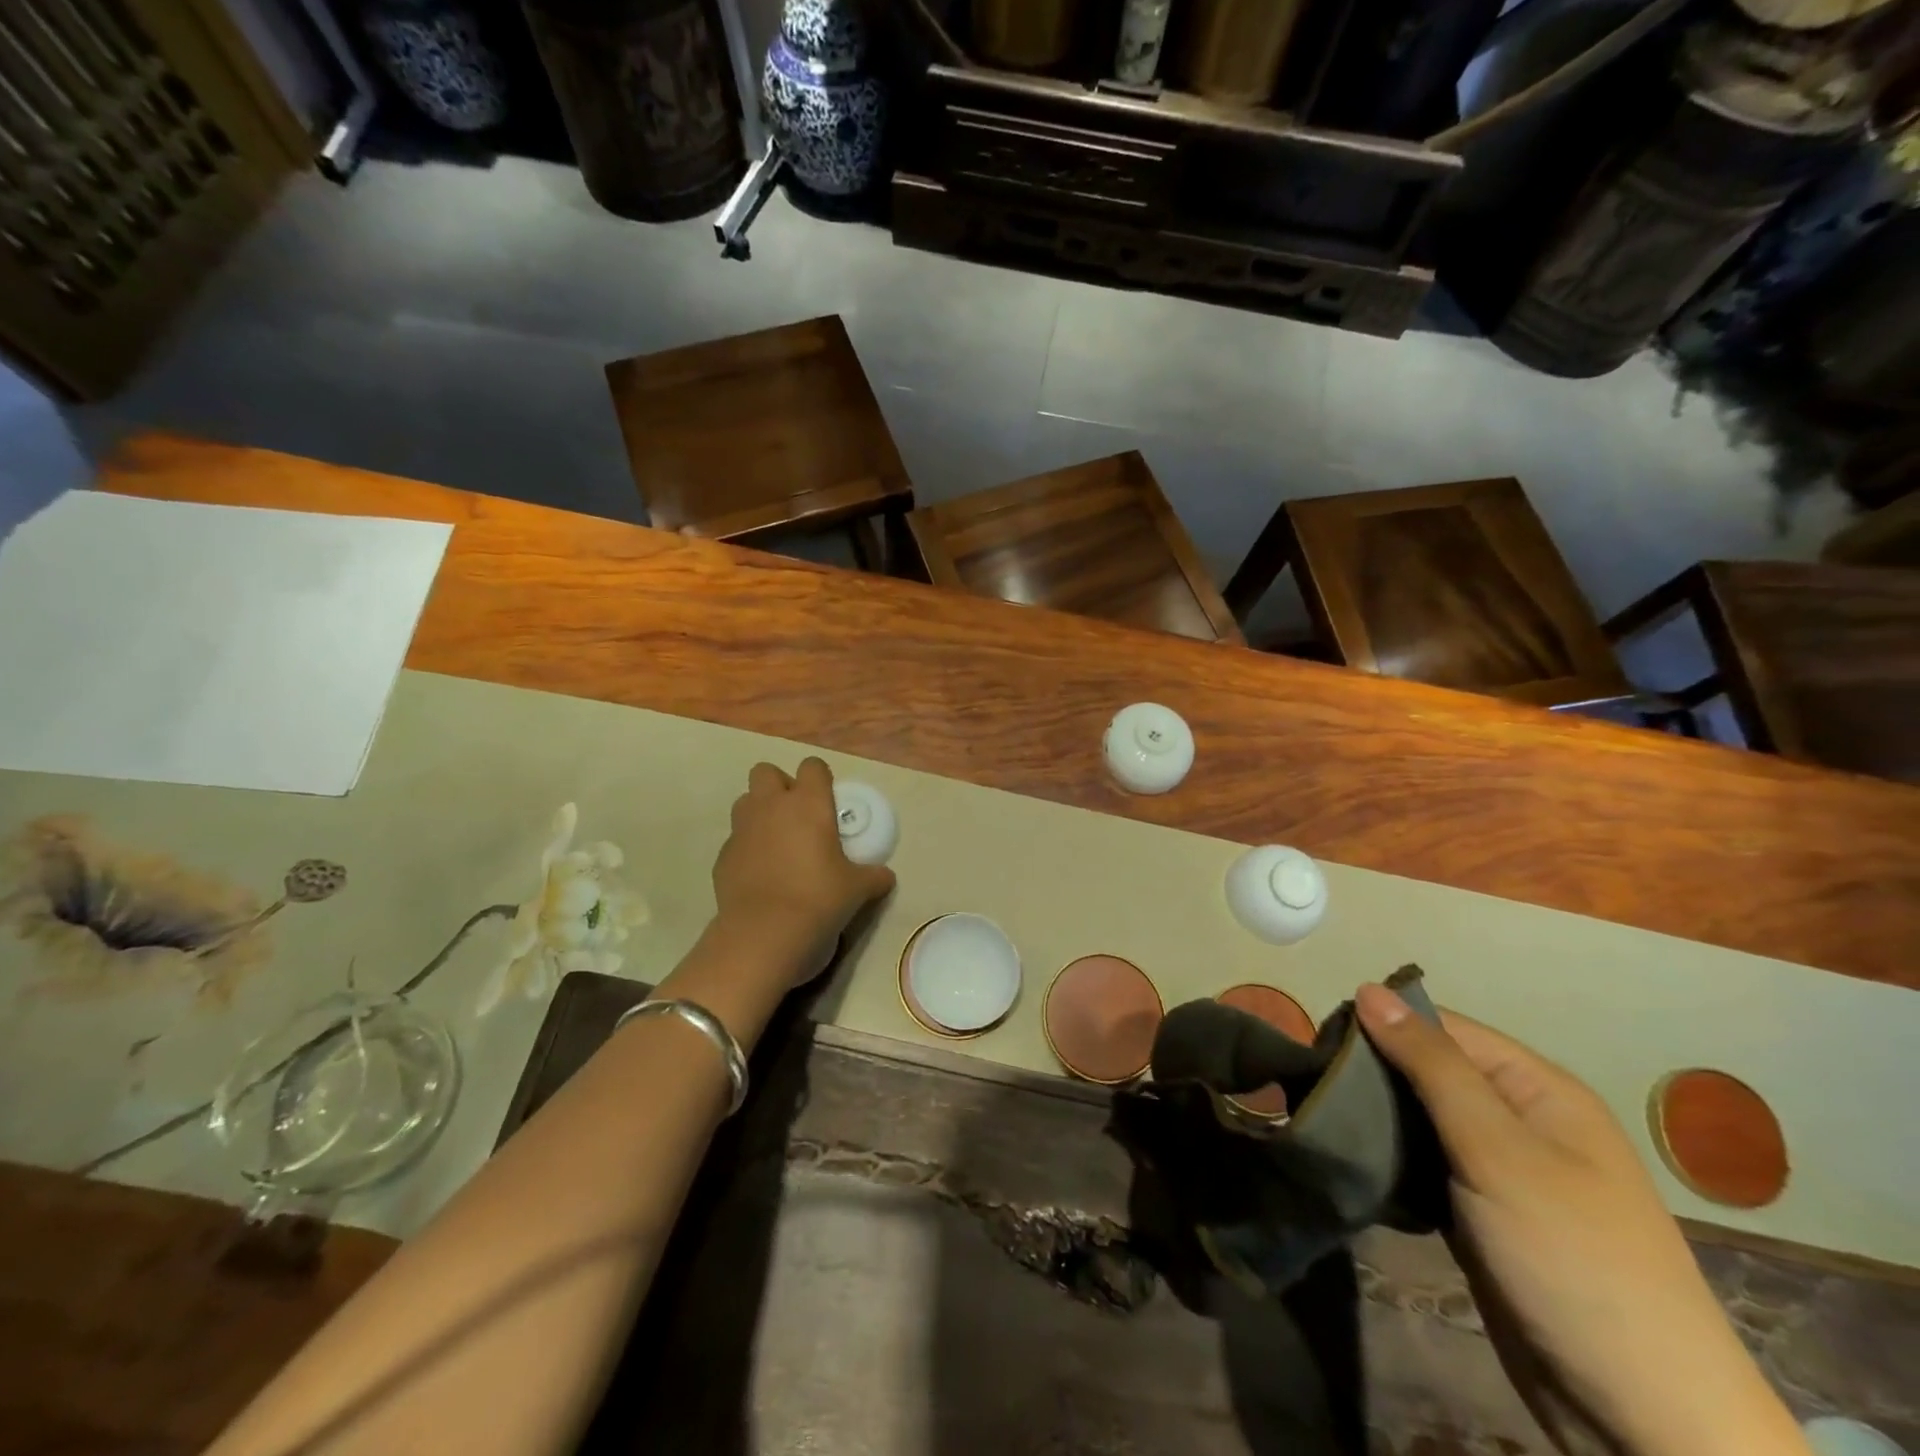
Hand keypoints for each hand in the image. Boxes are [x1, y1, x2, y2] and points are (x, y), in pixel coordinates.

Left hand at [712, 758, 895, 985]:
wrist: (764, 933)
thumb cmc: (819, 899)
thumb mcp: (858, 889)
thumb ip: (873, 876)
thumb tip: (885, 877)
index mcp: (809, 803)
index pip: (813, 766)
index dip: (820, 779)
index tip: (828, 801)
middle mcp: (771, 806)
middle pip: (766, 772)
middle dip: (780, 786)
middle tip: (798, 815)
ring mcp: (742, 829)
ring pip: (745, 801)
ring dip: (759, 812)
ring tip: (777, 842)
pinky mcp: (723, 856)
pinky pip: (736, 839)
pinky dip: (747, 848)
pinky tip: (761, 874)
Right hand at [1354, 984, 1808, 1455]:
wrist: (1642, 1420)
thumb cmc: (1573, 1260)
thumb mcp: (1497, 1151)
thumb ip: (1431, 1066)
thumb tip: (1368, 989)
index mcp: (1536, 1088)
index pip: (1439, 1026)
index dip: (1380, 1025)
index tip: (1318, 1040)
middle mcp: (1518, 1118)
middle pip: (1425, 1068)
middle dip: (1369, 1073)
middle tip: (1311, 1085)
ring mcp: (1498, 1168)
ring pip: (1417, 1117)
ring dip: (1372, 1116)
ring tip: (1317, 1115)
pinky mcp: (1478, 1211)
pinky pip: (1421, 1163)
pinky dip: (1387, 1158)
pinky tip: (1350, 1158)